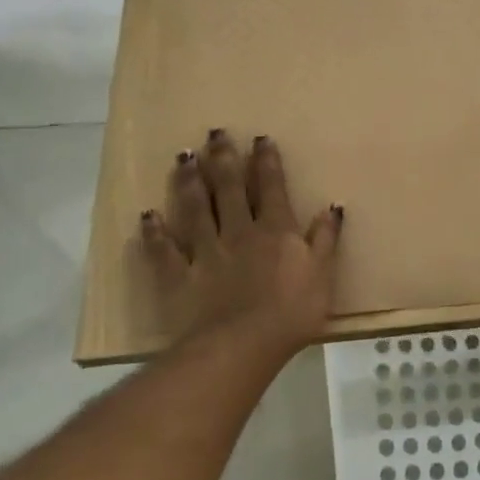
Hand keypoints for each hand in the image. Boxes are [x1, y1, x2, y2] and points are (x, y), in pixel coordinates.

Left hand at [140, 130, 341, 358]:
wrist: (242, 346)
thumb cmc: (291, 313)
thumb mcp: (323, 274)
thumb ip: (326, 239)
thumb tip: (333, 206)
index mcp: (276, 230)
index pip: (271, 187)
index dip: (266, 161)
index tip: (259, 138)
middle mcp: (239, 231)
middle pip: (230, 189)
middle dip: (224, 159)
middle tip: (215, 133)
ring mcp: (207, 252)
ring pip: (196, 209)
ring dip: (190, 182)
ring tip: (184, 157)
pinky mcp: (180, 276)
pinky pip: (165, 251)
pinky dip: (155, 233)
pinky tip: (146, 216)